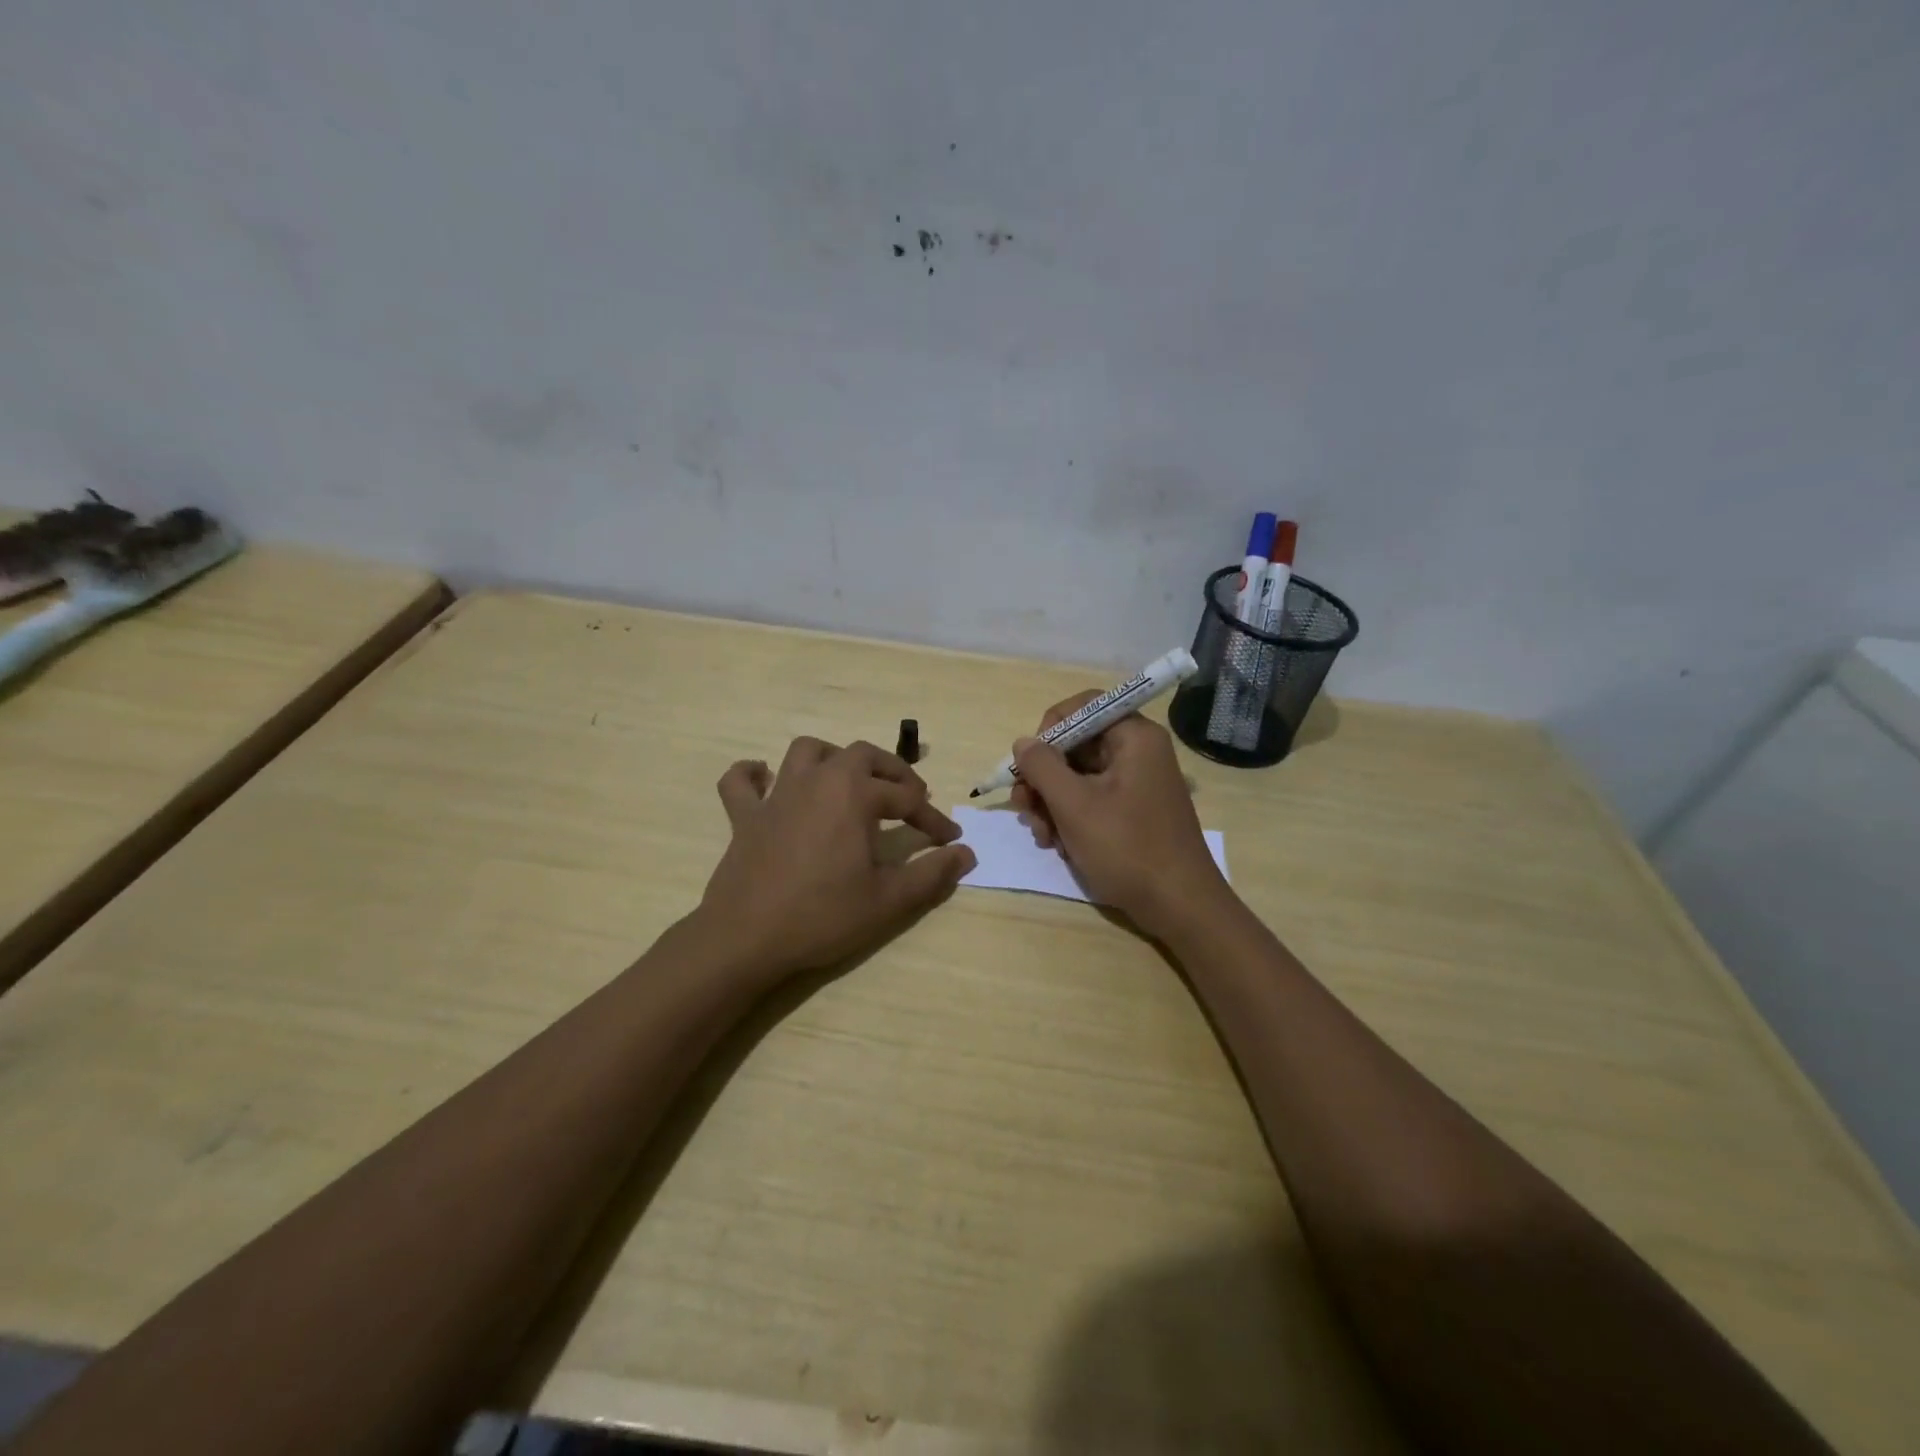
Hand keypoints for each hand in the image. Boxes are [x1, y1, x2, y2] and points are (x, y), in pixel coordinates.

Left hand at [696, 737, 975, 979]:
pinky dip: (753, 775)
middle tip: (910, 797)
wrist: (746, 938)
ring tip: (849, 781)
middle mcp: (817, 781)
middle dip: (892, 772)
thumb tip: (966, 854)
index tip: (950, 839)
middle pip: (862, 756)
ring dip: (832, 758)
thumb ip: (931, 873)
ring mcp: (777, 795)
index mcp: (854, 795)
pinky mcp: (745, 816)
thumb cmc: (823, 916)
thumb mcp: (888, 900)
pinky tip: (766, 780)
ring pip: (806, 752)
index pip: (906, 799)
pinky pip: (741, 782)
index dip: (933, 819)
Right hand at [1009, 695, 1228, 937]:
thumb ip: (1042, 767)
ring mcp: (1136, 783)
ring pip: (1077, 776)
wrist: (1179, 906)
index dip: (1050, 728)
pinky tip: (1060, 845)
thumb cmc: (1127, 848)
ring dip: (1051, 803)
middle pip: (1076, 745)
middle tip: (1026, 809)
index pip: (1083, 706)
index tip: (1030, 762)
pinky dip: (1069, 818)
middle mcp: (1137, 752)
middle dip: (1044, 777)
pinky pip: (1091, 799)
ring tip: (1043, 837)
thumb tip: (1023, 743)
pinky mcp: (1132, 811)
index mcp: (1134, 737)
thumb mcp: (1074, 805)